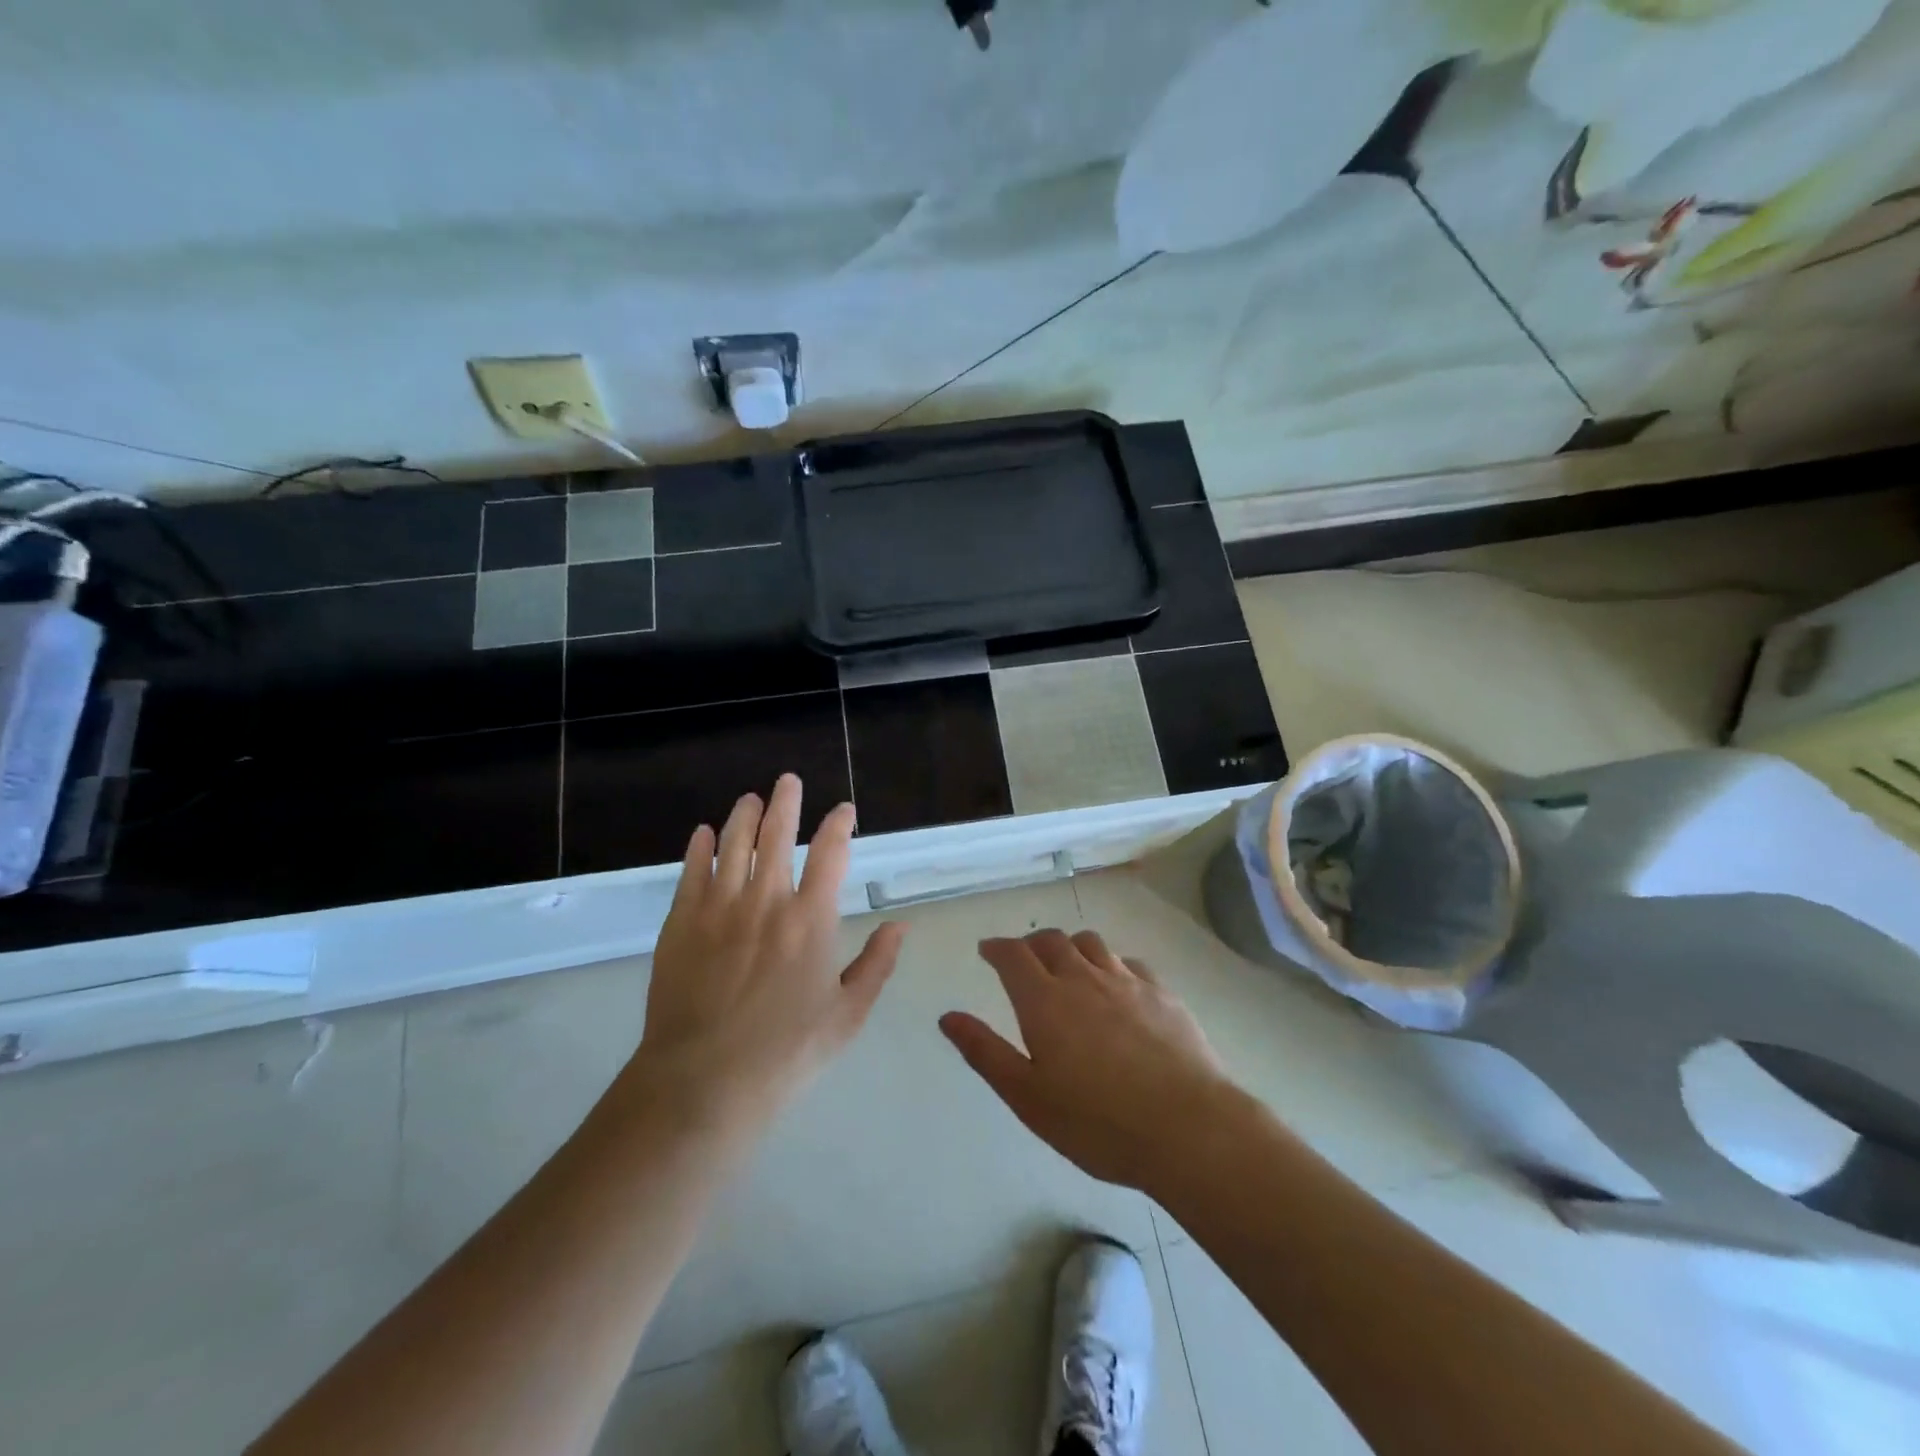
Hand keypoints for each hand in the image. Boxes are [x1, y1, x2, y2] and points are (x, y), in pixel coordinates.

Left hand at [617, 775, 906, 1133]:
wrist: (703, 1082)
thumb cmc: (786, 1053)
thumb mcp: (848, 1015)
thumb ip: (877, 964)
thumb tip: (900, 924)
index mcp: (811, 920)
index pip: (830, 854)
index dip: (839, 825)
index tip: (844, 811)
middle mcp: (766, 900)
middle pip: (778, 835)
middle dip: (786, 802)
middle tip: (788, 780)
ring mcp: (719, 908)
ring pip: (733, 844)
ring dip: (744, 816)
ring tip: (750, 798)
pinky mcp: (680, 923)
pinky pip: (691, 872)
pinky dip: (699, 848)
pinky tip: (703, 834)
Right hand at [939, 929, 1232, 1192]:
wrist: (1187, 1128)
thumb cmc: (1097, 1122)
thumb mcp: (1028, 1097)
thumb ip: (985, 1052)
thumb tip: (948, 1017)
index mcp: (1044, 1000)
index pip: (1013, 955)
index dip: (997, 947)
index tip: (988, 950)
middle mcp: (1083, 978)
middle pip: (1052, 941)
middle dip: (1031, 944)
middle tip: (1023, 958)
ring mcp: (1126, 981)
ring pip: (1091, 943)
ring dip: (1071, 946)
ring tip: (1068, 965)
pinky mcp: (1162, 993)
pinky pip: (1129, 962)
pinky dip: (1112, 964)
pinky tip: (1116, 985)